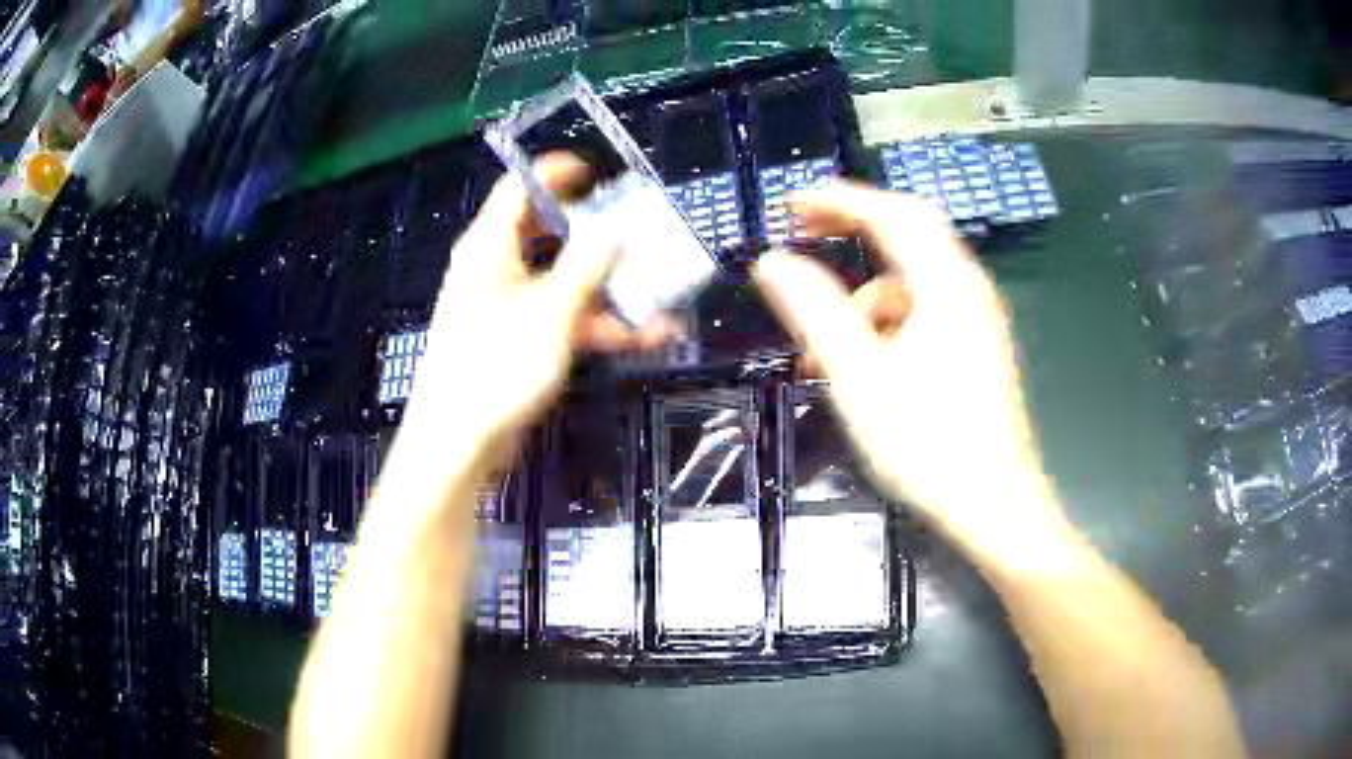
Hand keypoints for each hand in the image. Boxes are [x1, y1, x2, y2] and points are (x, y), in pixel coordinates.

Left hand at [403, 154, 669, 459]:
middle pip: (549, 233)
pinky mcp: (520, 340)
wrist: (460, 441)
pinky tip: (648, 335)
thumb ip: (588, 264)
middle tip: (641, 228)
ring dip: (610, 285)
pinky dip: (600, 323)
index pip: (521, 188)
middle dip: (597, 231)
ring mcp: (510, 306)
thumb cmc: (496, 366)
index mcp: (491, 246)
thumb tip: (618, 228)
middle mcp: (498, 267)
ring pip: (564, 279)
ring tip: (661, 287)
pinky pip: (563, 318)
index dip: (558, 174)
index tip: (601, 173)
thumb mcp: (551, 310)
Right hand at [754, 182, 1062, 552]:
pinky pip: (925, 315)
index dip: (838, 200)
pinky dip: (887, 327)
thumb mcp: (859, 374)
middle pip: (909, 235)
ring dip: (864, 300)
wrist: (994, 505)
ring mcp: (977, 321)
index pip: (891, 213)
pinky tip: (861, 368)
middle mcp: (968, 290)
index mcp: (946, 283)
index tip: (791, 205)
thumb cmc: (928, 441)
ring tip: (821, 348)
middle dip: (854, 230)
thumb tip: (773, 261)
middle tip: (806, 234)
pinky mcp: (977, 351)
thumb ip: (814, 310)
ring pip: (913, 285)